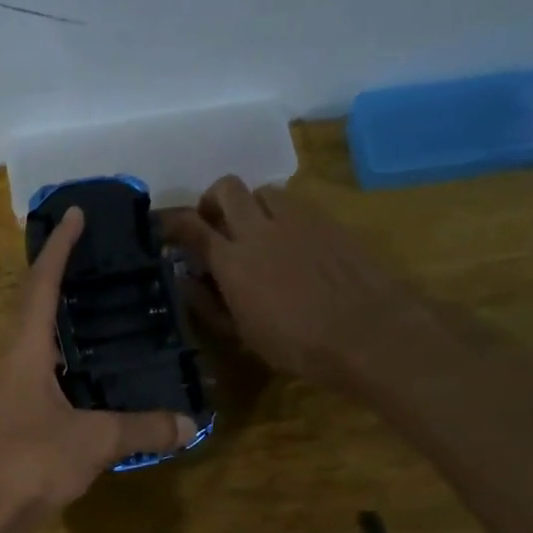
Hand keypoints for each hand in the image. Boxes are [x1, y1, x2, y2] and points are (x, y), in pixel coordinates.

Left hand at [0, 208, 197, 525]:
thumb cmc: (30, 464)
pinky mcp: (12, 421)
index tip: (75, 214)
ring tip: (93, 309)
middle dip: (58, 276)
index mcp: (25, 352)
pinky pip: (40, 374)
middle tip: (91, 258)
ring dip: (57, 319)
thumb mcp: (93, 441)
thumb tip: (190, 423)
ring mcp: (8, 394)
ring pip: (33, 342)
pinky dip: (63, 360)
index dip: (59, 248)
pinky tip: (85, 375)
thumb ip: (141, 429)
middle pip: (32, 307)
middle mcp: (11, 364)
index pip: (41, 285)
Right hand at [160, 177, 405, 386]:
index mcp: (232, 260)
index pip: (190, 226)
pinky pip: (296, 203)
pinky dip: (282, 215)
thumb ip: (208, 302)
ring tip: (256, 231)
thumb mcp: (242, 333)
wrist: (368, 333)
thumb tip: (185, 280)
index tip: (165, 228)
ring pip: (263, 190)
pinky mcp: (328, 220)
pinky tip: (291, 242)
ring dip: (251, 205)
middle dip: (212, 200)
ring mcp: (298, 220)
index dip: (172, 222)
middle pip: (226, 188)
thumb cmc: (296, 345)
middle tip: (214, 224)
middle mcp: (260, 229)